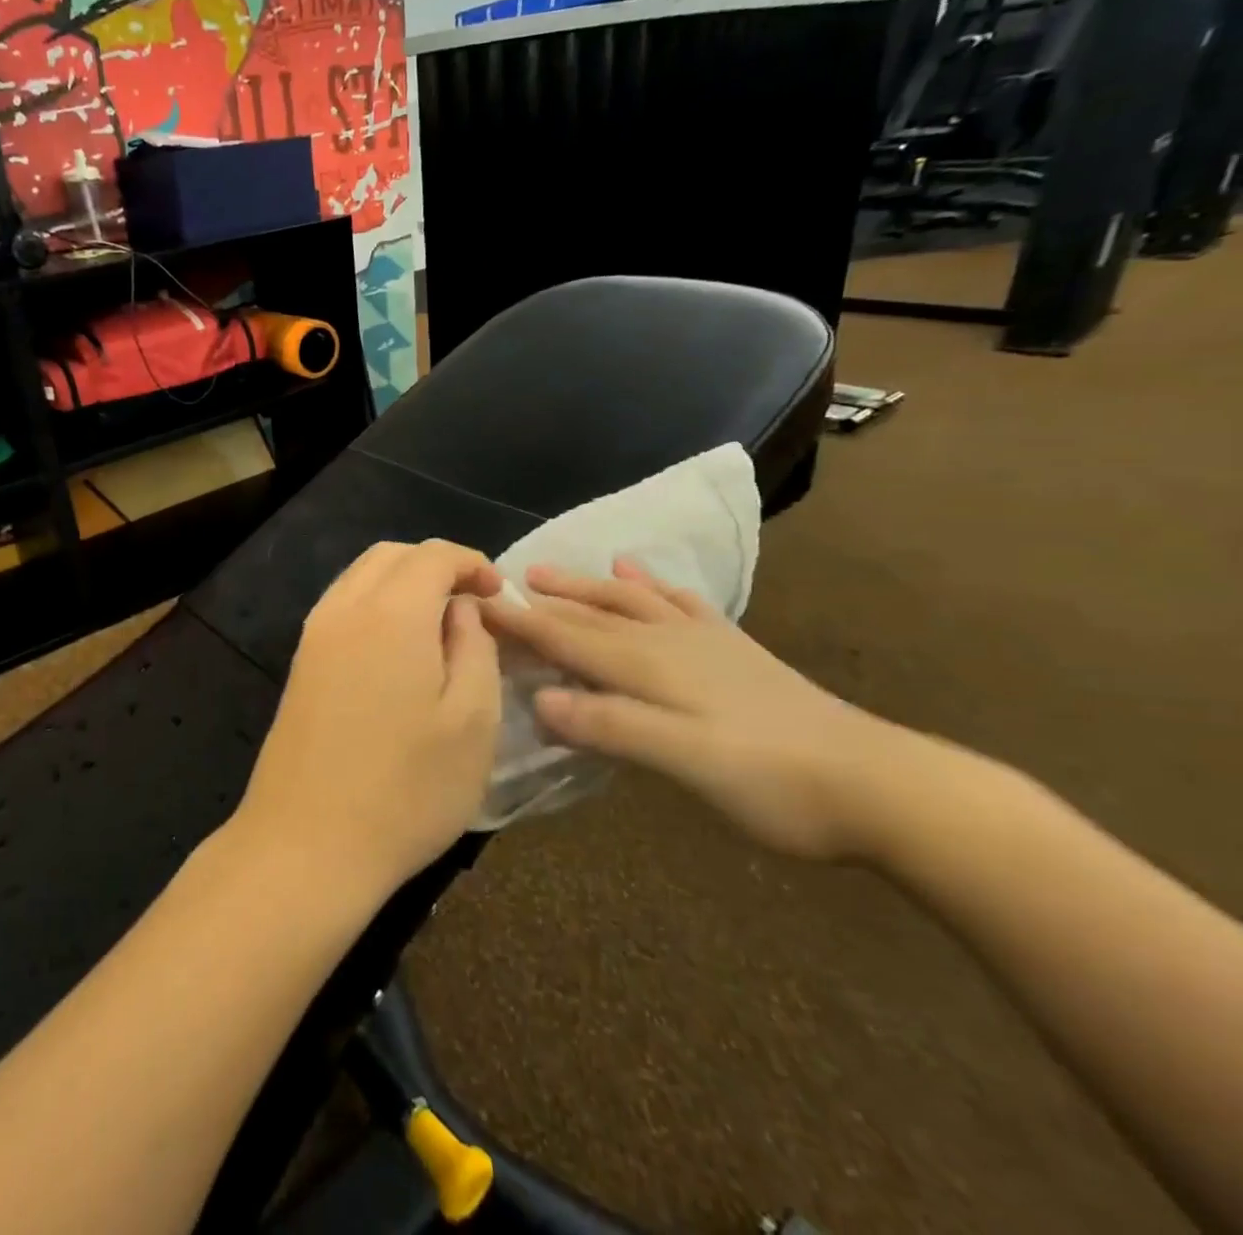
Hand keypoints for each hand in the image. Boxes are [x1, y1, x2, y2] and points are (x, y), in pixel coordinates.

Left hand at [235, 540, 504, 902]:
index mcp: (391, 612)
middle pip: (391, 556)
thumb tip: (460, 608)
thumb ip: (474, 647)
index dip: (471, 562)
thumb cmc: (406, 789)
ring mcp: (313, 635)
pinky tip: (397, 649)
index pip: (432, 554)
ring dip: (402, 582)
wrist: (306, 843)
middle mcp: (344, 608)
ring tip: (439, 625)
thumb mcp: (472, 722)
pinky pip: (341, 606)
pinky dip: (374, 604)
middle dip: (435, 566)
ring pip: (360, 577)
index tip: (499, 593)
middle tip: (472, 604)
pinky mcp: (299, 664)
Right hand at [479, 560, 910, 860]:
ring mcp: (704, 643)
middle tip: (499, 585)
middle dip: (543, 600)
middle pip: (591, 614)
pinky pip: (682, 606)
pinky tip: (647, 578)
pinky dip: (655, 588)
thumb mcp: (685, 762)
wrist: (879, 784)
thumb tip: (539, 701)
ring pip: (629, 602)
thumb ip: (612, 727)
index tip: (476, 604)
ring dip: (586, 586)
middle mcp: (668, 642)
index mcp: (648, 666)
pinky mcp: (734, 653)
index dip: (519, 622)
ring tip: (553, 571)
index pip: (566, 636)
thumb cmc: (773, 781)